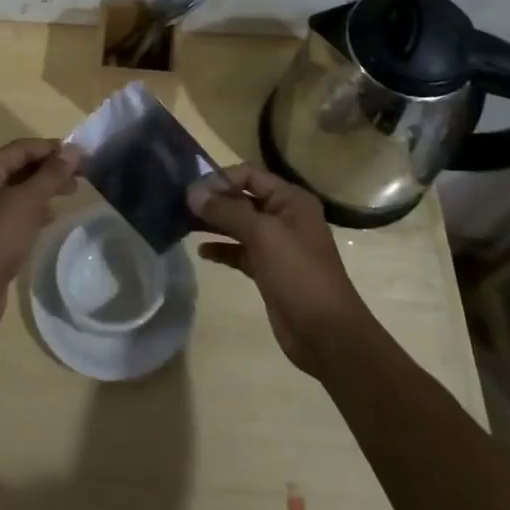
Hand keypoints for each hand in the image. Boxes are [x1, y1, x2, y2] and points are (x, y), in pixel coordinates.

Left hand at [0, 138, 80, 342]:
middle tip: (80, 177)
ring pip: (18, 191)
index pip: (21, 148)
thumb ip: (51, 175)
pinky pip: (14, 213)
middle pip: (19, 167)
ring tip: (70, 194)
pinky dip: (33, 211)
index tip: (81, 156)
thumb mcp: (26, 202)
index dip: (51, 148)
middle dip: (49, 169)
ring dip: (43, 189)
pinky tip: (50, 219)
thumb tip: (73, 149)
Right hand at [188, 164, 374, 375]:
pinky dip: (222, 249)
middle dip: (215, 200)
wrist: (326, 334)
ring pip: (239, 225)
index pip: (249, 175)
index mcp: (290, 200)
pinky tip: (202, 252)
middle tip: (182, 207)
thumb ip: (227, 211)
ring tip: (185, 224)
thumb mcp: (262, 235)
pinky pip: (240, 251)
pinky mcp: (268, 270)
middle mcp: (284, 217)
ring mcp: (277, 245)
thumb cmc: (298, 273)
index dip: (221, 179)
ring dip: (215, 223)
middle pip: (243, 199)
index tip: (194, 192)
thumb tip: (193, 193)